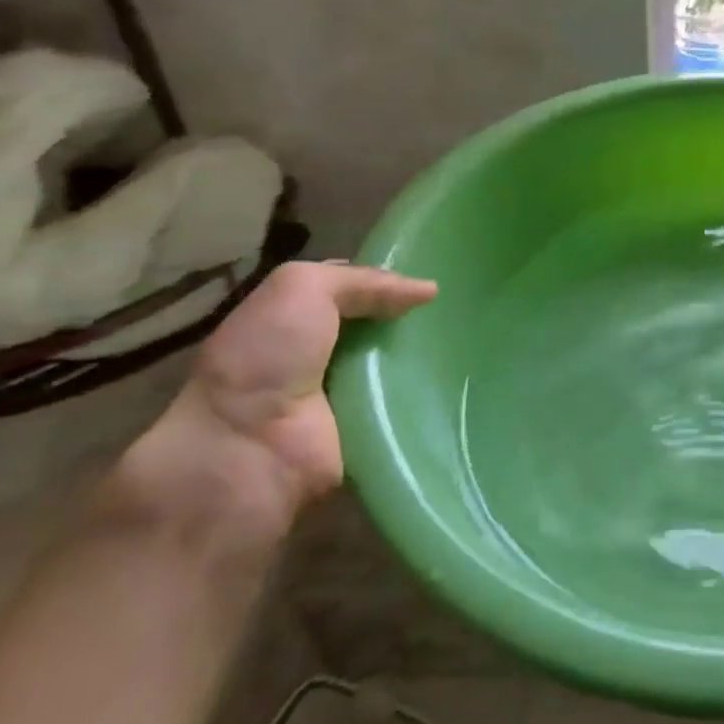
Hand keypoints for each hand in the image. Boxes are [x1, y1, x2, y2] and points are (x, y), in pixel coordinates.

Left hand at [115, 262, 435, 539]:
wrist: (248, 448)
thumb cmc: (267, 358)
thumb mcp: (302, 289)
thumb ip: (364, 281)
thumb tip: (428, 290)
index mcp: (298, 317)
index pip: (358, 290)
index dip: (392, 281)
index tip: (436, 275)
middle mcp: (324, 354)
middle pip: (386, 328)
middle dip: (419, 319)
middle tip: (467, 308)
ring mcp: (349, 395)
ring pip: (404, 366)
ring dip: (431, 358)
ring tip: (476, 341)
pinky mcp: (371, 430)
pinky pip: (413, 406)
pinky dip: (433, 397)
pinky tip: (463, 381)